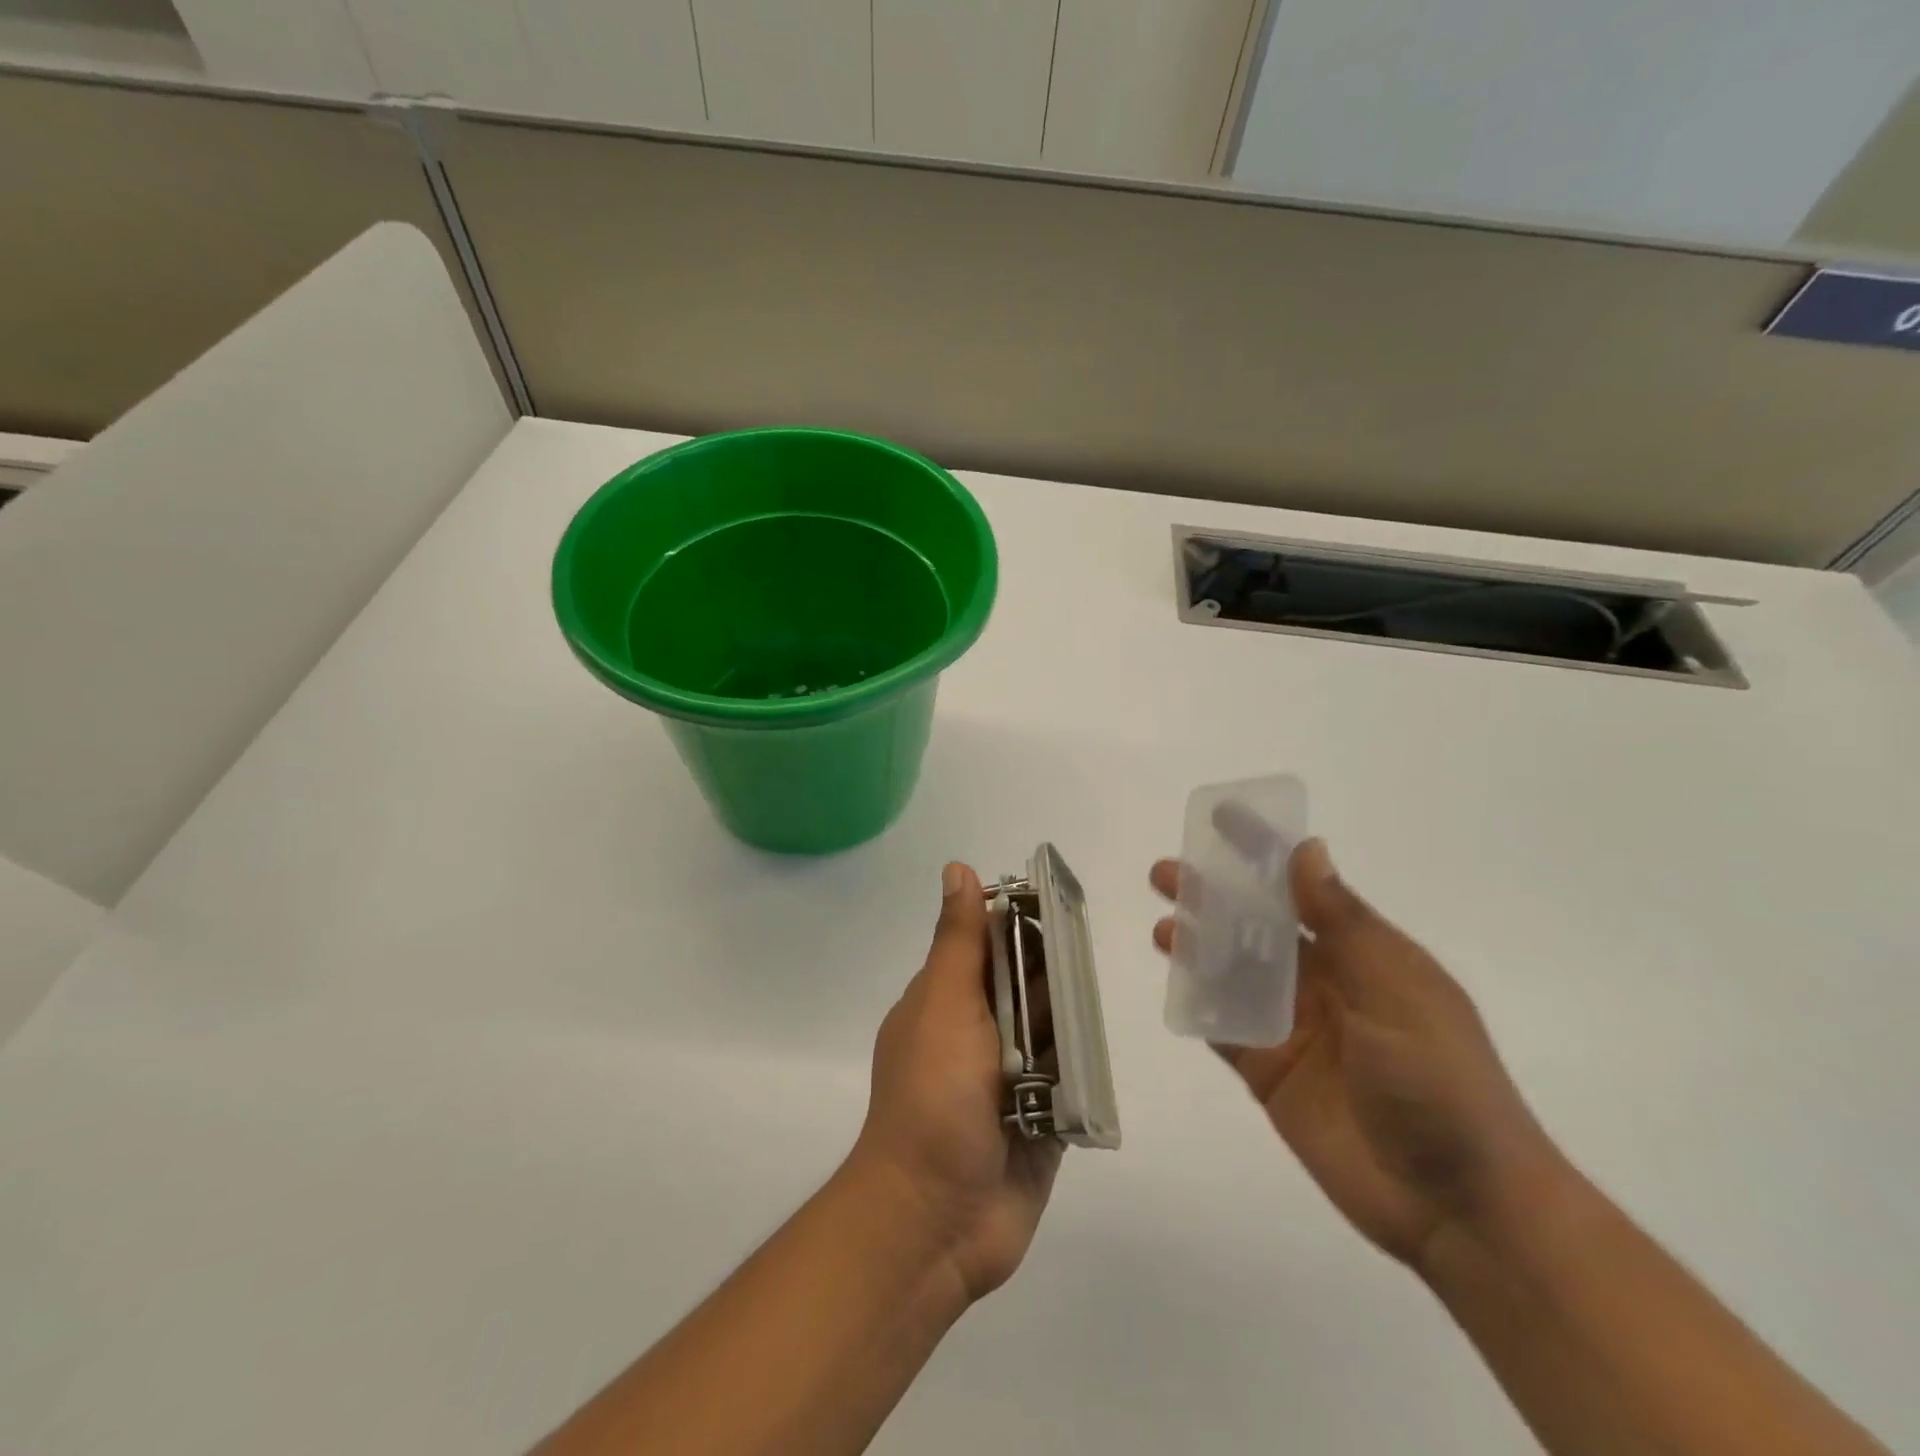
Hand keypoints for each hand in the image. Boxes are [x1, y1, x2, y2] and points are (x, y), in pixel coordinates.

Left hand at [851, 863, 1062, 1301]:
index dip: (1021, 919)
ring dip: (1070, 1013)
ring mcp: (1009, 1079)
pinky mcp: (1041, 1120)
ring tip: (1102, 985)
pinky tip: (1103, 1042)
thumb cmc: (933, 1097)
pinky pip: (1068, 1081)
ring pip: (1050, 1029)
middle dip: (1053, 966)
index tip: (1060, 899)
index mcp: (948, 1001)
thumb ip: (958, 941)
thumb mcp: (943, 1005)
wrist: (936, 1219)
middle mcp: (978, 1033)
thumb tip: (958, 868)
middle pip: (1025, 985)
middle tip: (1091, 945)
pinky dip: (1082, 1065)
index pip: (989, 943)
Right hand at [1151, 840, 1558, 1269]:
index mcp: (1362, 955)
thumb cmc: (1441, 1082)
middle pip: (1256, 927)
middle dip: (1214, 897)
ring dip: (1199, 947)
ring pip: (1234, 973)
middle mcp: (1323, 983)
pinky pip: (1225, 1027)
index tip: (1222, 820)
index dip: (1262, 853)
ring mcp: (1294, 1028)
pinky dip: (1200, 1005)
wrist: (1458, 1206)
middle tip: (1167, 875)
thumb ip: (1343, 923)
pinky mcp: (1270, 1070)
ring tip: (1164, 929)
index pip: (1302, 889)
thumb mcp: (1396, 989)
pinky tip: (1174, 985)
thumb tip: (1308, 850)